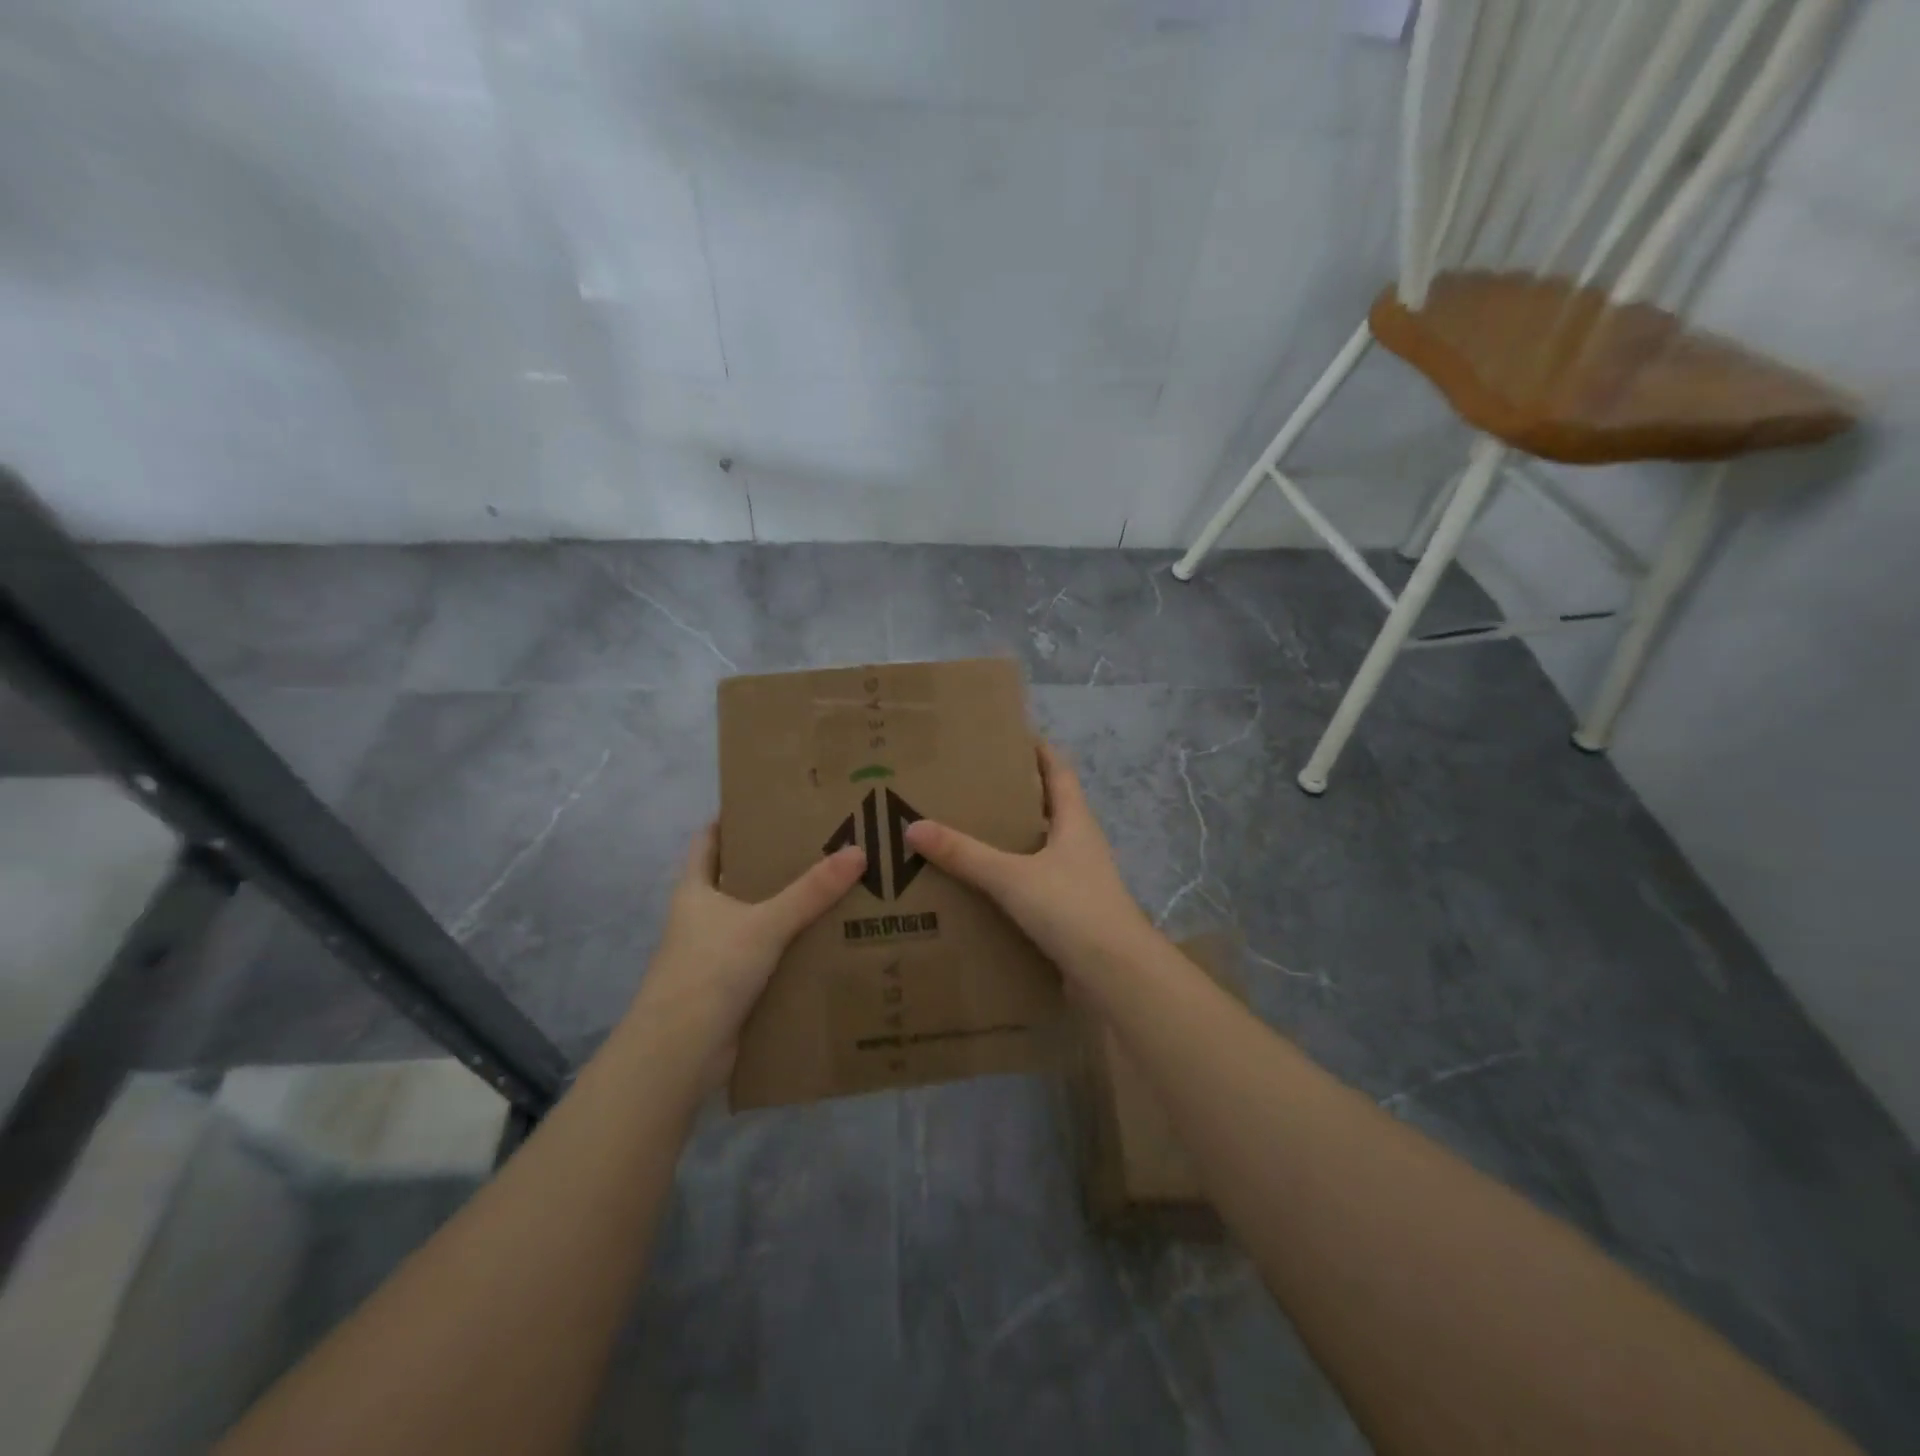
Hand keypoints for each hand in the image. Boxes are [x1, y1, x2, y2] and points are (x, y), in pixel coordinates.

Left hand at [629, 824, 866, 1087]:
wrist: (679, 1054)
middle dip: (775, 863)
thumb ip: (811, 891)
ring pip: (758, 920)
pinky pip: (769, 957)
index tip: (772, 804)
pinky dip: (793, 948)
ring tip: (837, 886)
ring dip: (789, 909)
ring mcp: (716, 954)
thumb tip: (858, 851)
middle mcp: (703, 918)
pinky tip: (829, 940)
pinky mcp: (733, 987)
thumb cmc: (710, 971)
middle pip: (739, 878)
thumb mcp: (765, 923)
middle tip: (823, 843)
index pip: (709, 840)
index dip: (733, 819)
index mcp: (696, 890)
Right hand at [904, 742, 1151, 979]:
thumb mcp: (1012, 877)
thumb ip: (965, 854)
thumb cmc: (1072, 909)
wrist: (1116, 976)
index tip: (1012, 736)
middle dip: (1017, 796)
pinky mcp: (1073, 914)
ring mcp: (1080, 881)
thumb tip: (914, 826)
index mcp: (1075, 823)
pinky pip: (1037, 885)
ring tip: (971, 834)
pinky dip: (1014, 880)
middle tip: (974, 787)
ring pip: (1042, 849)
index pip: (1059, 773)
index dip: (1040, 752)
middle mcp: (1081, 846)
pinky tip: (985, 888)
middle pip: (1050, 809)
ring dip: (1014, 840)